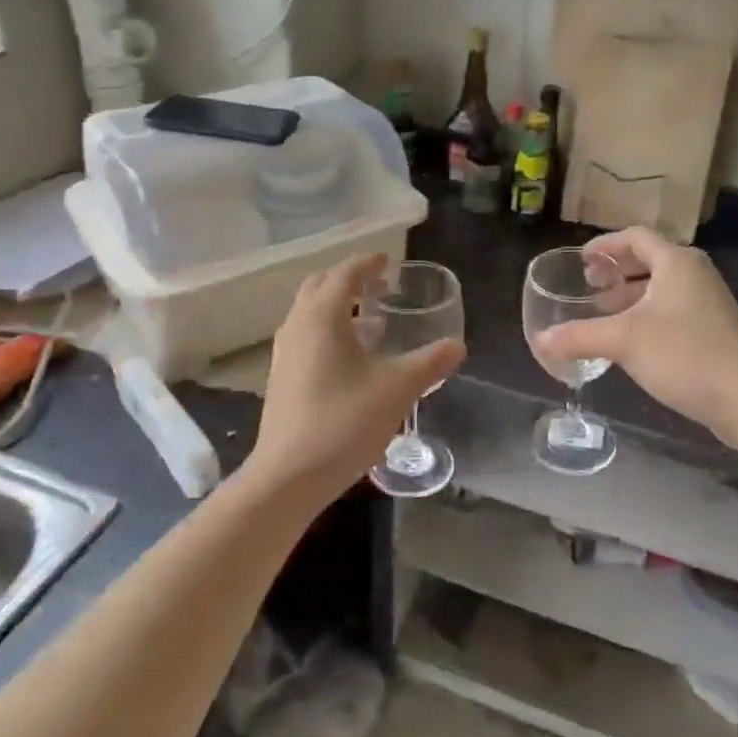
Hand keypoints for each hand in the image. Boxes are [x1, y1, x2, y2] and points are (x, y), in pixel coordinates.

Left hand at [248, 253, 465, 502]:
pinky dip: (326, 330)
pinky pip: (305, 336)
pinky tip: (349, 358)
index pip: (345, 274)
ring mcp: (283, 352)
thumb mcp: (397, 389)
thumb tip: (457, 346)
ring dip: (336, 306)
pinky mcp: (280, 377)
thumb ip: (430, 363)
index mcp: (323, 316)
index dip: (368, 263)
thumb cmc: (344, 421)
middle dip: (348, 280)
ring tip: (368, 321)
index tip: (388, 260)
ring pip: (309, 312)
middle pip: (320, 286)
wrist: (288, 476)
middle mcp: (297, 325)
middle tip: (378, 286)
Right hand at [534, 228, 737, 444]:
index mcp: (676, 262)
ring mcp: (709, 302)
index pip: (636, 237)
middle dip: (617, 273)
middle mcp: (695, 274)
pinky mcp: (715, 330)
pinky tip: (631, 342)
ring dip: (631, 296)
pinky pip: (673, 310)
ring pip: (662, 288)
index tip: (581, 261)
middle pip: (650, 260)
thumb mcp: (622, 341)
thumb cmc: (683, 354)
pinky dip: (647, 315)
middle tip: (589, 288)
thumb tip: (540, 341)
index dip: (605, 245)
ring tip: (604, 314)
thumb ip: (579, 336)